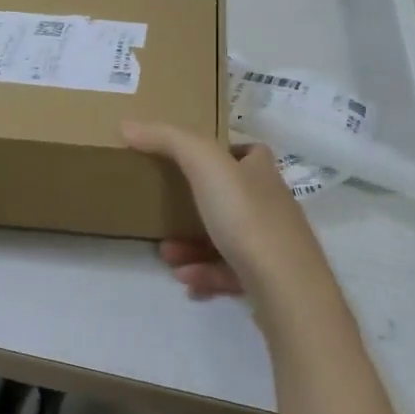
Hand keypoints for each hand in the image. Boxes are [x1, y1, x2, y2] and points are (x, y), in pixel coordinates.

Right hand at [121, 121, 333, 302]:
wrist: (286, 288)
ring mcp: (274, 245)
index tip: (191, 161)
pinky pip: (231, 274)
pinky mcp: (270, 282)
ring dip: (193, 245)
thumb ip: (167, 140)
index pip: (250, 152)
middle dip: (195, 207)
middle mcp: (273, 205)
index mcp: (262, 172)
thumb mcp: (204, 165)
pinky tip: (186, 282)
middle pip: (232, 198)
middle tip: (163, 214)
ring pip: (227, 239)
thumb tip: (128, 125)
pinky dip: (206, 275)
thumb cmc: (247, 216)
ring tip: (166, 254)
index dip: (225, 153)